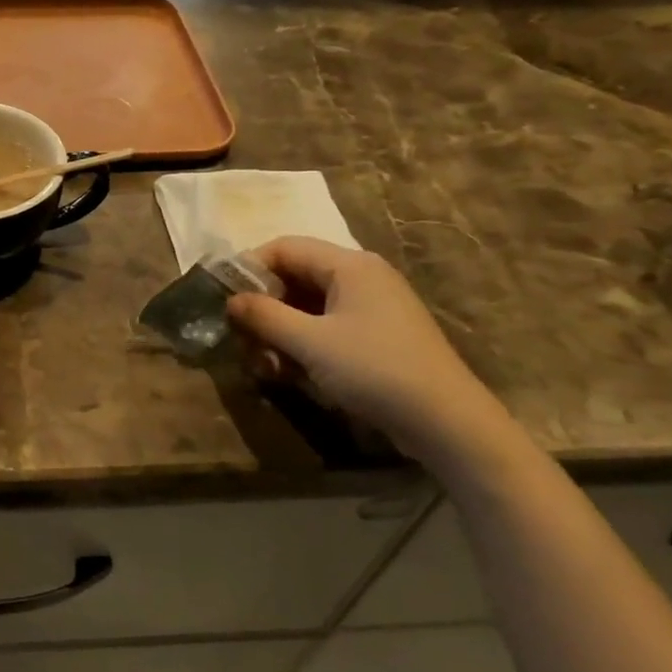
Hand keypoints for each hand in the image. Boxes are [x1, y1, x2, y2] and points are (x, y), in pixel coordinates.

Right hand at [226, 236, 501, 454]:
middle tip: (241, 339)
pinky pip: (327, 327)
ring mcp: (372, 308)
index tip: (223, 299)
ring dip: (280, 331)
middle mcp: (362, 277)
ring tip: (264, 365)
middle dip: (263, 307)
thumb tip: (231, 300)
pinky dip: (303, 344)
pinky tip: (290, 373)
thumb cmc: (375, 370)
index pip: (284, 247)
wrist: (448, 423)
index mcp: (349, 265)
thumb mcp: (310, 343)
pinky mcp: (377, 337)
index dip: (249, 268)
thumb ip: (265, 316)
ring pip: (308, 306)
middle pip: (295, 277)